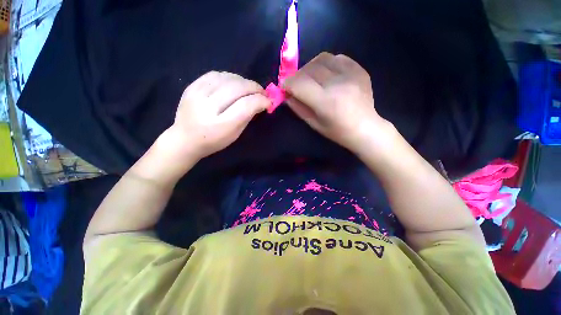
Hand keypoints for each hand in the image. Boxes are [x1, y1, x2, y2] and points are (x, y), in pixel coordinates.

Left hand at [164, 71, 269, 160]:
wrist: (184, 139)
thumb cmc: (213, 141)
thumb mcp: (235, 134)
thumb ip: (247, 117)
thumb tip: (259, 102)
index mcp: (221, 125)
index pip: (246, 105)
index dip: (261, 101)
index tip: (268, 102)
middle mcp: (208, 107)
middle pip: (237, 88)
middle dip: (255, 88)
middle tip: (262, 92)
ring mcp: (197, 94)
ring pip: (227, 78)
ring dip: (243, 81)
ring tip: (249, 88)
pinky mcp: (191, 87)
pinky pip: (214, 74)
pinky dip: (229, 77)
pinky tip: (234, 83)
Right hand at [284, 52, 391, 153]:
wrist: (365, 128)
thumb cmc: (337, 131)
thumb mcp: (314, 124)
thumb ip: (298, 108)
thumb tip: (286, 94)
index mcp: (326, 102)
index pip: (299, 84)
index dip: (287, 83)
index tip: (284, 87)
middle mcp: (337, 84)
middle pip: (309, 69)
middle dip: (297, 76)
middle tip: (297, 85)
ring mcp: (351, 74)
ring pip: (322, 58)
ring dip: (311, 67)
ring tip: (312, 78)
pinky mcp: (359, 69)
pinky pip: (337, 58)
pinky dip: (327, 64)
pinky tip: (328, 75)